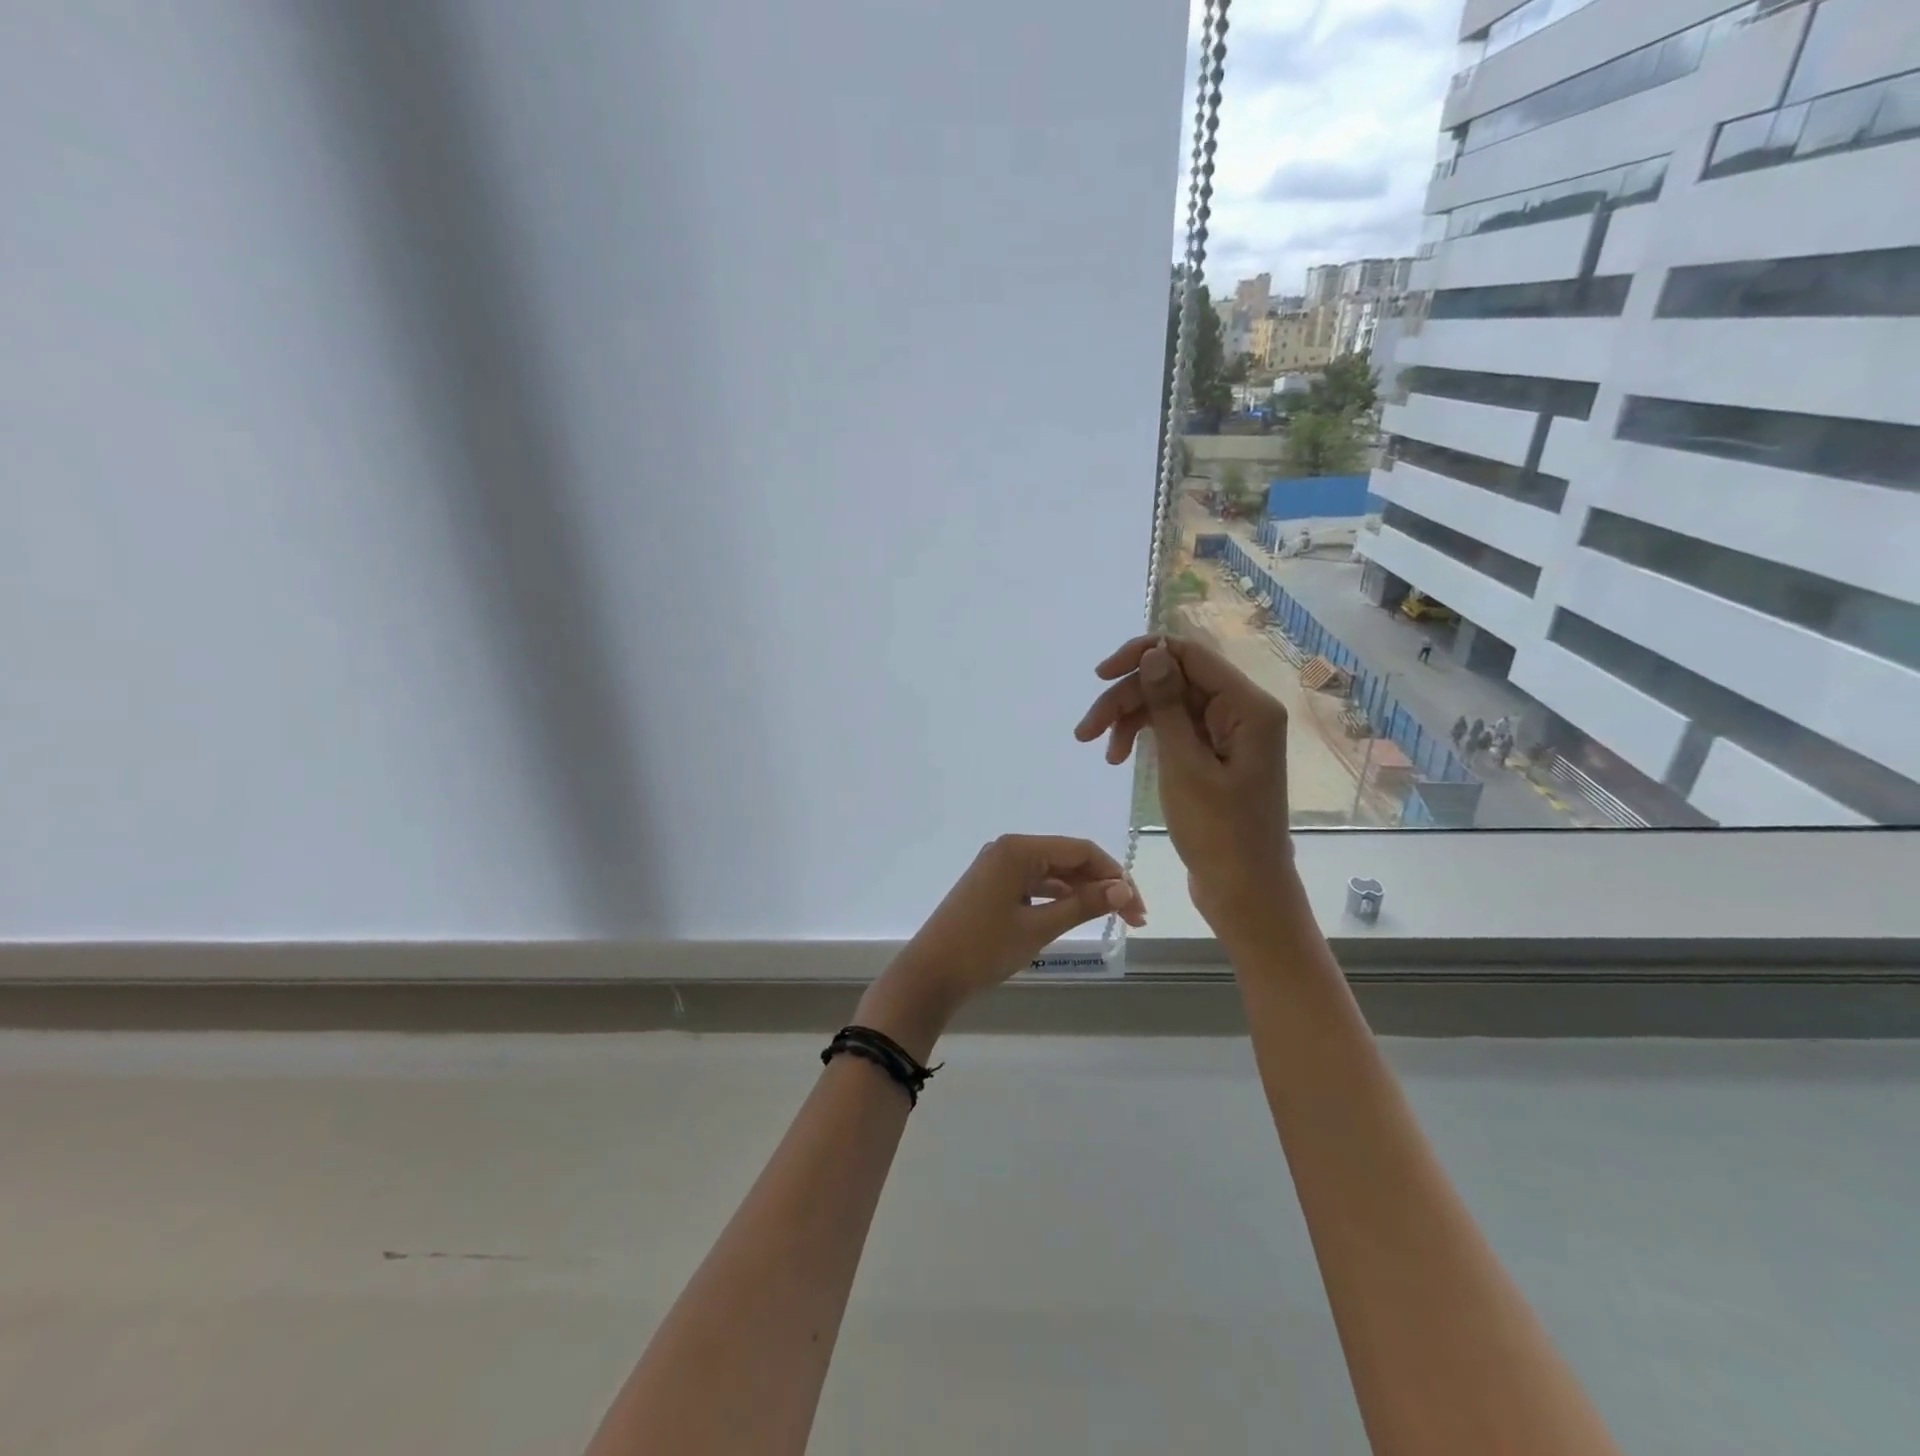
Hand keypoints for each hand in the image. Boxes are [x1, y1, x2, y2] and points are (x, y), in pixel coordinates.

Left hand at [857, 835, 1145, 1058]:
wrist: (929, 975)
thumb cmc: (983, 949)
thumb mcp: (1038, 928)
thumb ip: (1082, 905)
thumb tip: (1124, 889)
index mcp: (1018, 849)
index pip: (1081, 851)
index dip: (1115, 876)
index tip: (1138, 910)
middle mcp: (1008, 849)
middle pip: (1068, 859)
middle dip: (1102, 885)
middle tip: (1133, 921)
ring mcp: (996, 866)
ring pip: (1052, 872)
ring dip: (1082, 892)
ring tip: (1111, 919)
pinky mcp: (991, 885)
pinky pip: (1033, 883)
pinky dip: (1057, 897)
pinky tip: (1075, 914)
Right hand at [1074, 634, 1292, 930]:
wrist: (1245, 893)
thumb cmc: (1218, 834)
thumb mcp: (1185, 766)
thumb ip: (1167, 705)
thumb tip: (1153, 652)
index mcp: (1248, 707)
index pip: (1189, 655)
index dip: (1141, 656)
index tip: (1099, 677)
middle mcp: (1242, 710)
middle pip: (1174, 680)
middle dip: (1128, 698)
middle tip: (1086, 731)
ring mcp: (1229, 733)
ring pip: (1169, 704)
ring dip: (1130, 719)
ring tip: (1099, 749)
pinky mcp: (1215, 754)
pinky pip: (1175, 728)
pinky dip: (1145, 738)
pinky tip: (1119, 758)